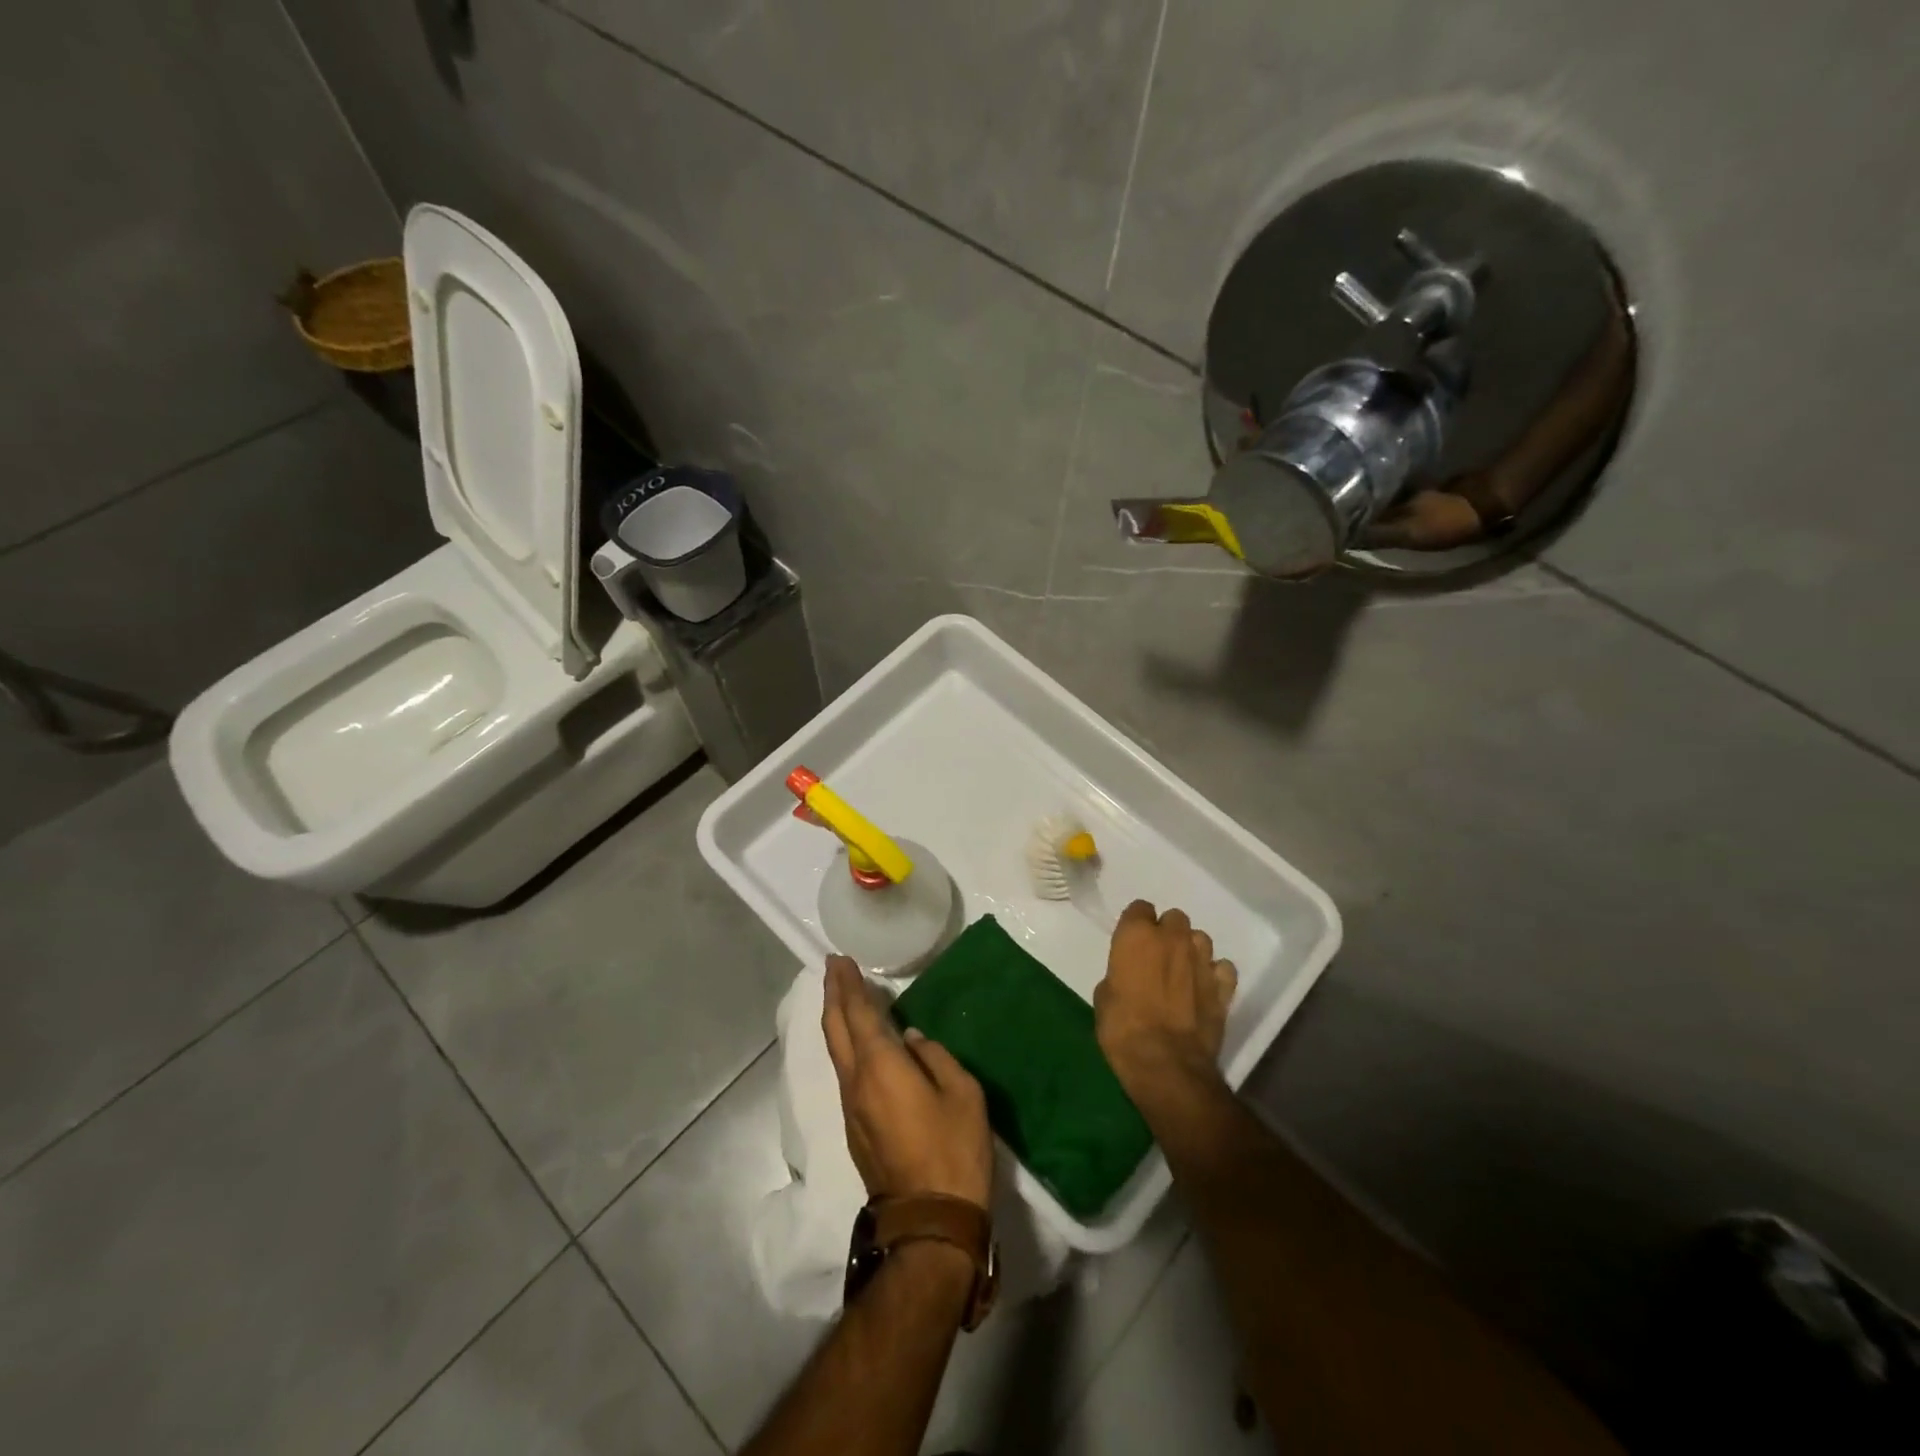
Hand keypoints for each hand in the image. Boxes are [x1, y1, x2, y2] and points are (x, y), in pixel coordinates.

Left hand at [822, 956, 992, 1208]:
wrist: (929, 1222)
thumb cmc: (953, 1150)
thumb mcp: (962, 1093)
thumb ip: (935, 1057)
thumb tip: (910, 1040)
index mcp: (880, 1067)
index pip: (856, 1014)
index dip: (847, 985)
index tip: (840, 960)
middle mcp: (856, 1083)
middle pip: (835, 1030)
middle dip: (832, 995)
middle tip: (833, 968)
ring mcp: (851, 1109)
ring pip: (836, 1053)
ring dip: (837, 1020)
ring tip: (844, 998)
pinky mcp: (855, 1129)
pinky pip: (845, 1074)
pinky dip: (846, 1046)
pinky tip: (859, 1044)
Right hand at [1094, 901, 1237, 1101]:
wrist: (1166, 1064)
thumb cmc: (1123, 1029)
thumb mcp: (1104, 997)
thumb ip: (1119, 974)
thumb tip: (1128, 976)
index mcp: (1137, 935)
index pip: (1139, 908)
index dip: (1135, 924)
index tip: (1131, 942)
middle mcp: (1172, 938)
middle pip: (1174, 918)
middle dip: (1167, 933)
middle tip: (1157, 957)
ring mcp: (1202, 960)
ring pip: (1200, 939)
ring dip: (1191, 950)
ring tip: (1183, 973)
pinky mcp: (1224, 986)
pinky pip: (1222, 968)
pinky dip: (1214, 975)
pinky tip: (1205, 989)